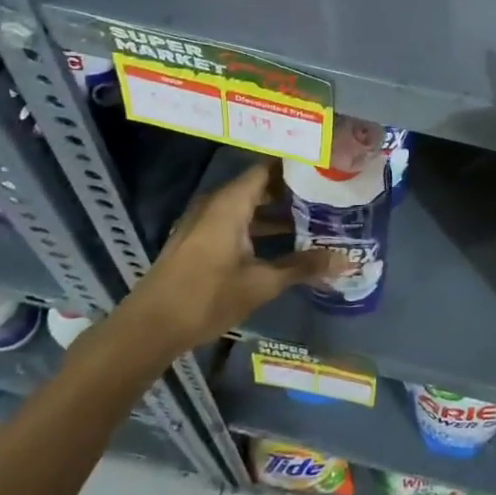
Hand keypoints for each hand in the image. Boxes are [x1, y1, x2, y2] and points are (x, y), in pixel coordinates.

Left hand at [111, 161, 342, 358]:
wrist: (149, 328)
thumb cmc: (207, 297)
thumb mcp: (261, 283)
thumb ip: (303, 267)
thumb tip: (346, 260)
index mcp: (231, 202)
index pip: (269, 168)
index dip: (297, 166)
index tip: (326, 167)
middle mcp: (217, 203)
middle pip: (260, 185)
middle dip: (293, 190)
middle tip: (329, 193)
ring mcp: (205, 222)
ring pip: (248, 205)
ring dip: (278, 212)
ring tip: (314, 218)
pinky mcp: (199, 240)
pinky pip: (236, 220)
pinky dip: (260, 226)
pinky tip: (284, 243)